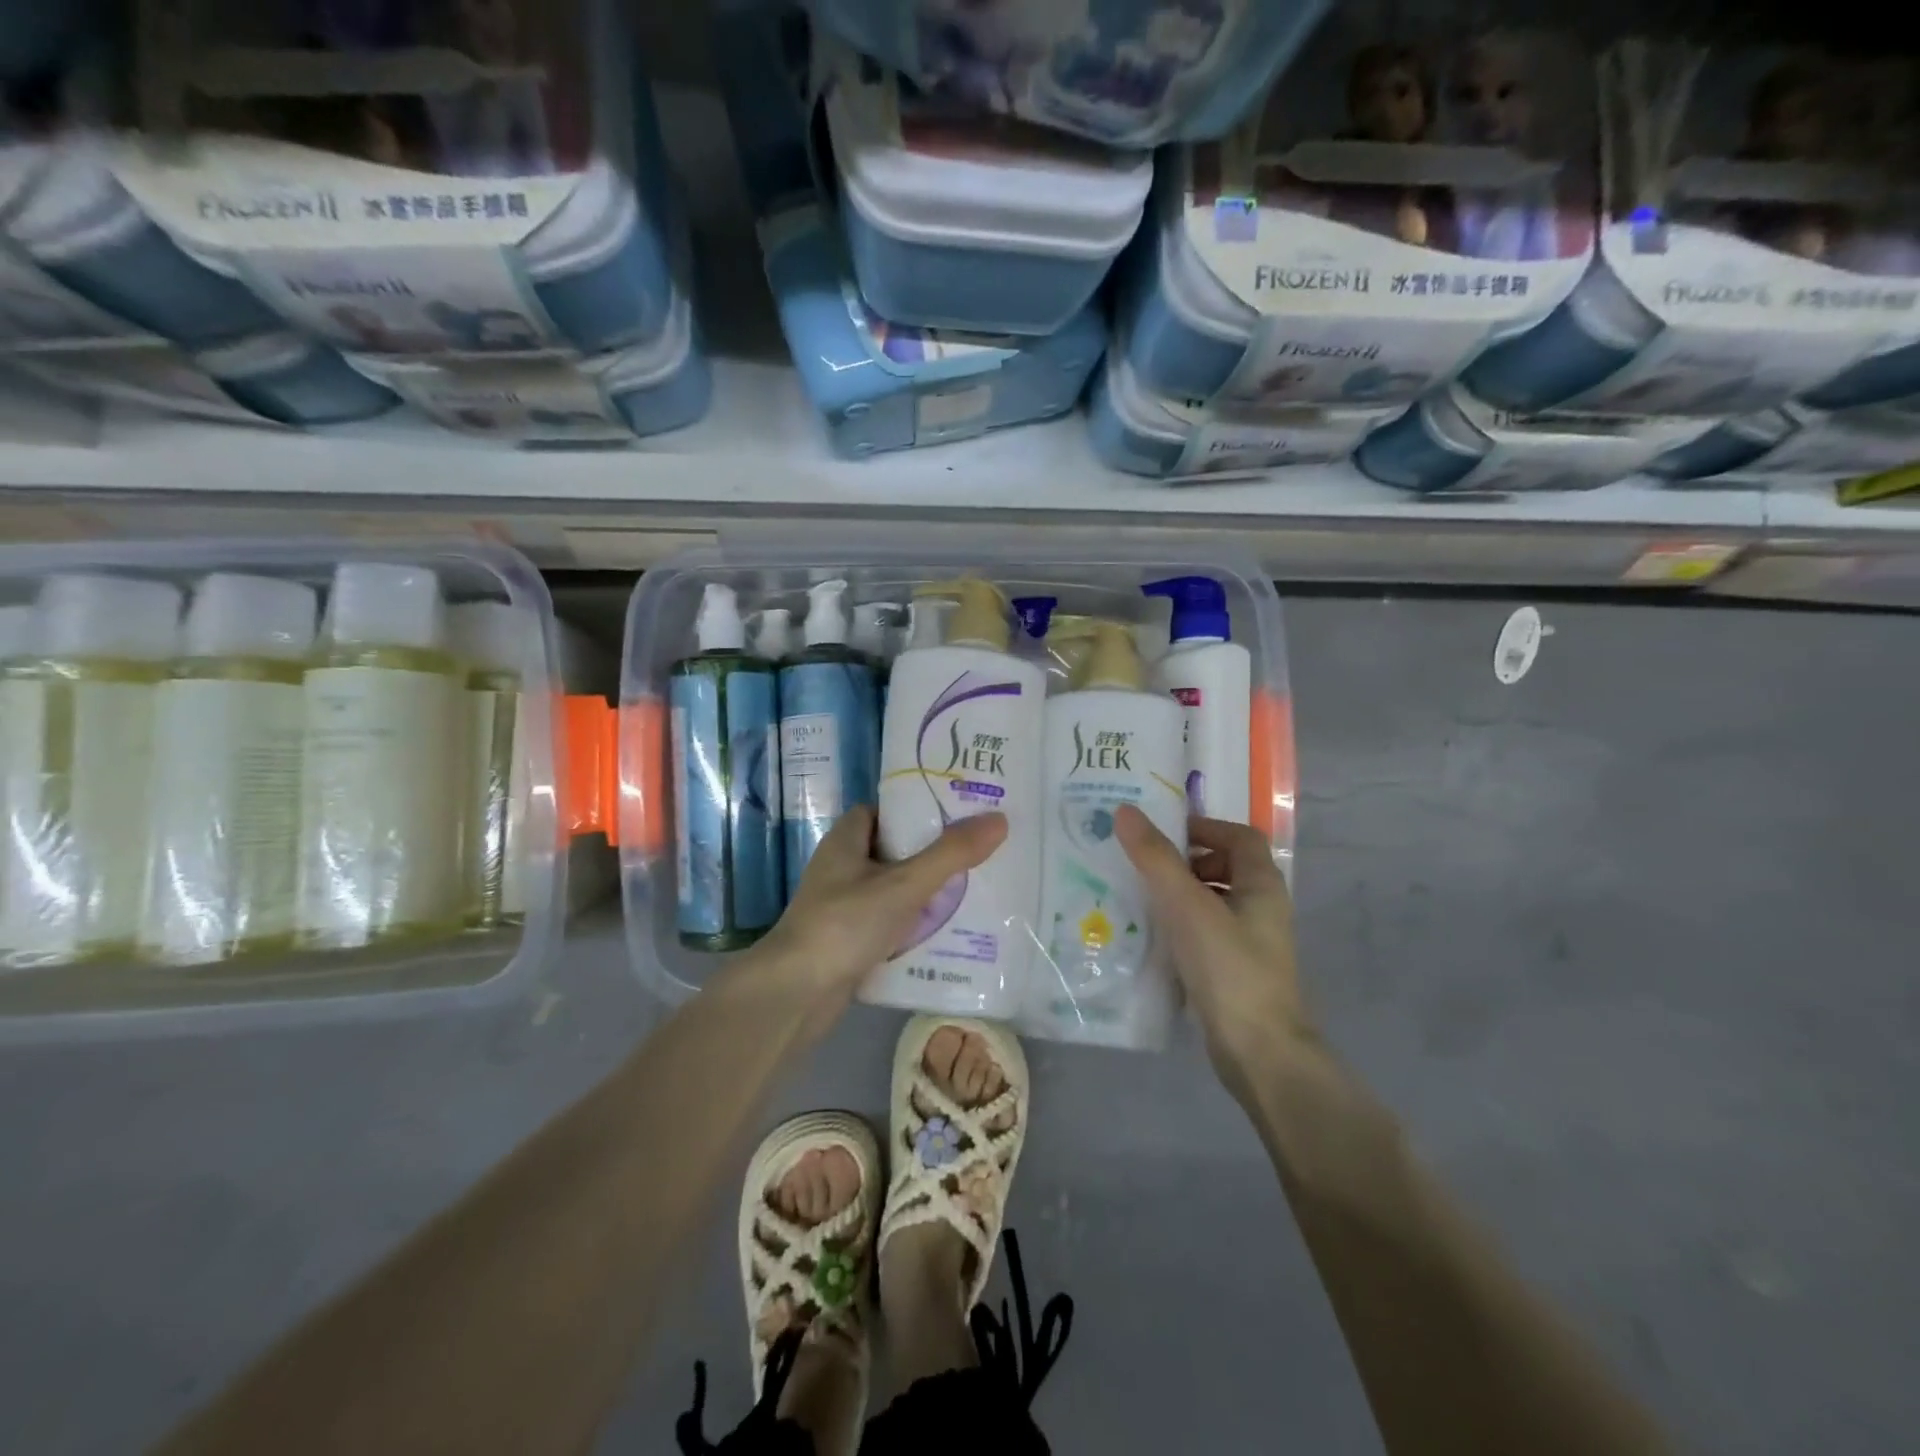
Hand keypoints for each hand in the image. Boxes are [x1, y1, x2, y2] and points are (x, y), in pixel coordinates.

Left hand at [759, 806, 1007, 1006]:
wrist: (795, 995)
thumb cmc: (845, 924)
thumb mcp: (904, 884)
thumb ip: (951, 854)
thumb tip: (999, 819)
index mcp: (845, 841)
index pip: (881, 811)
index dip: (915, 809)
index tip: (955, 814)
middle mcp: (840, 869)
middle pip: (892, 850)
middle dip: (930, 854)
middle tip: (974, 854)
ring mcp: (841, 907)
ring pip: (891, 890)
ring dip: (924, 893)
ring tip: (972, 892)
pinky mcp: (847, 942)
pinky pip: (887, 923)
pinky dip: (912, 926)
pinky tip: (946, 934)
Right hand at [1115, 805, 1310, 1081]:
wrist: (1259, 1051)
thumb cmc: (1228, 967)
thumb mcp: (1187, 906)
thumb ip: (1156, 858)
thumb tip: (1124, 811)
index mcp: (1262, 885)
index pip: (1240, 837)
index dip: (1205, 827)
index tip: (1163, 834)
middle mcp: (1263, 908)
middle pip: (1227, 867)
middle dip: (1186, 861)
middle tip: (1146, 866)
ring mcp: (1251, 942)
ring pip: (1214, 901)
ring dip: (1180, 893)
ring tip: (1141, 898)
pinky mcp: (1235, 970)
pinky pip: (1206, 932)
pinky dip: (1182, 924)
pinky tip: (1153, 936)